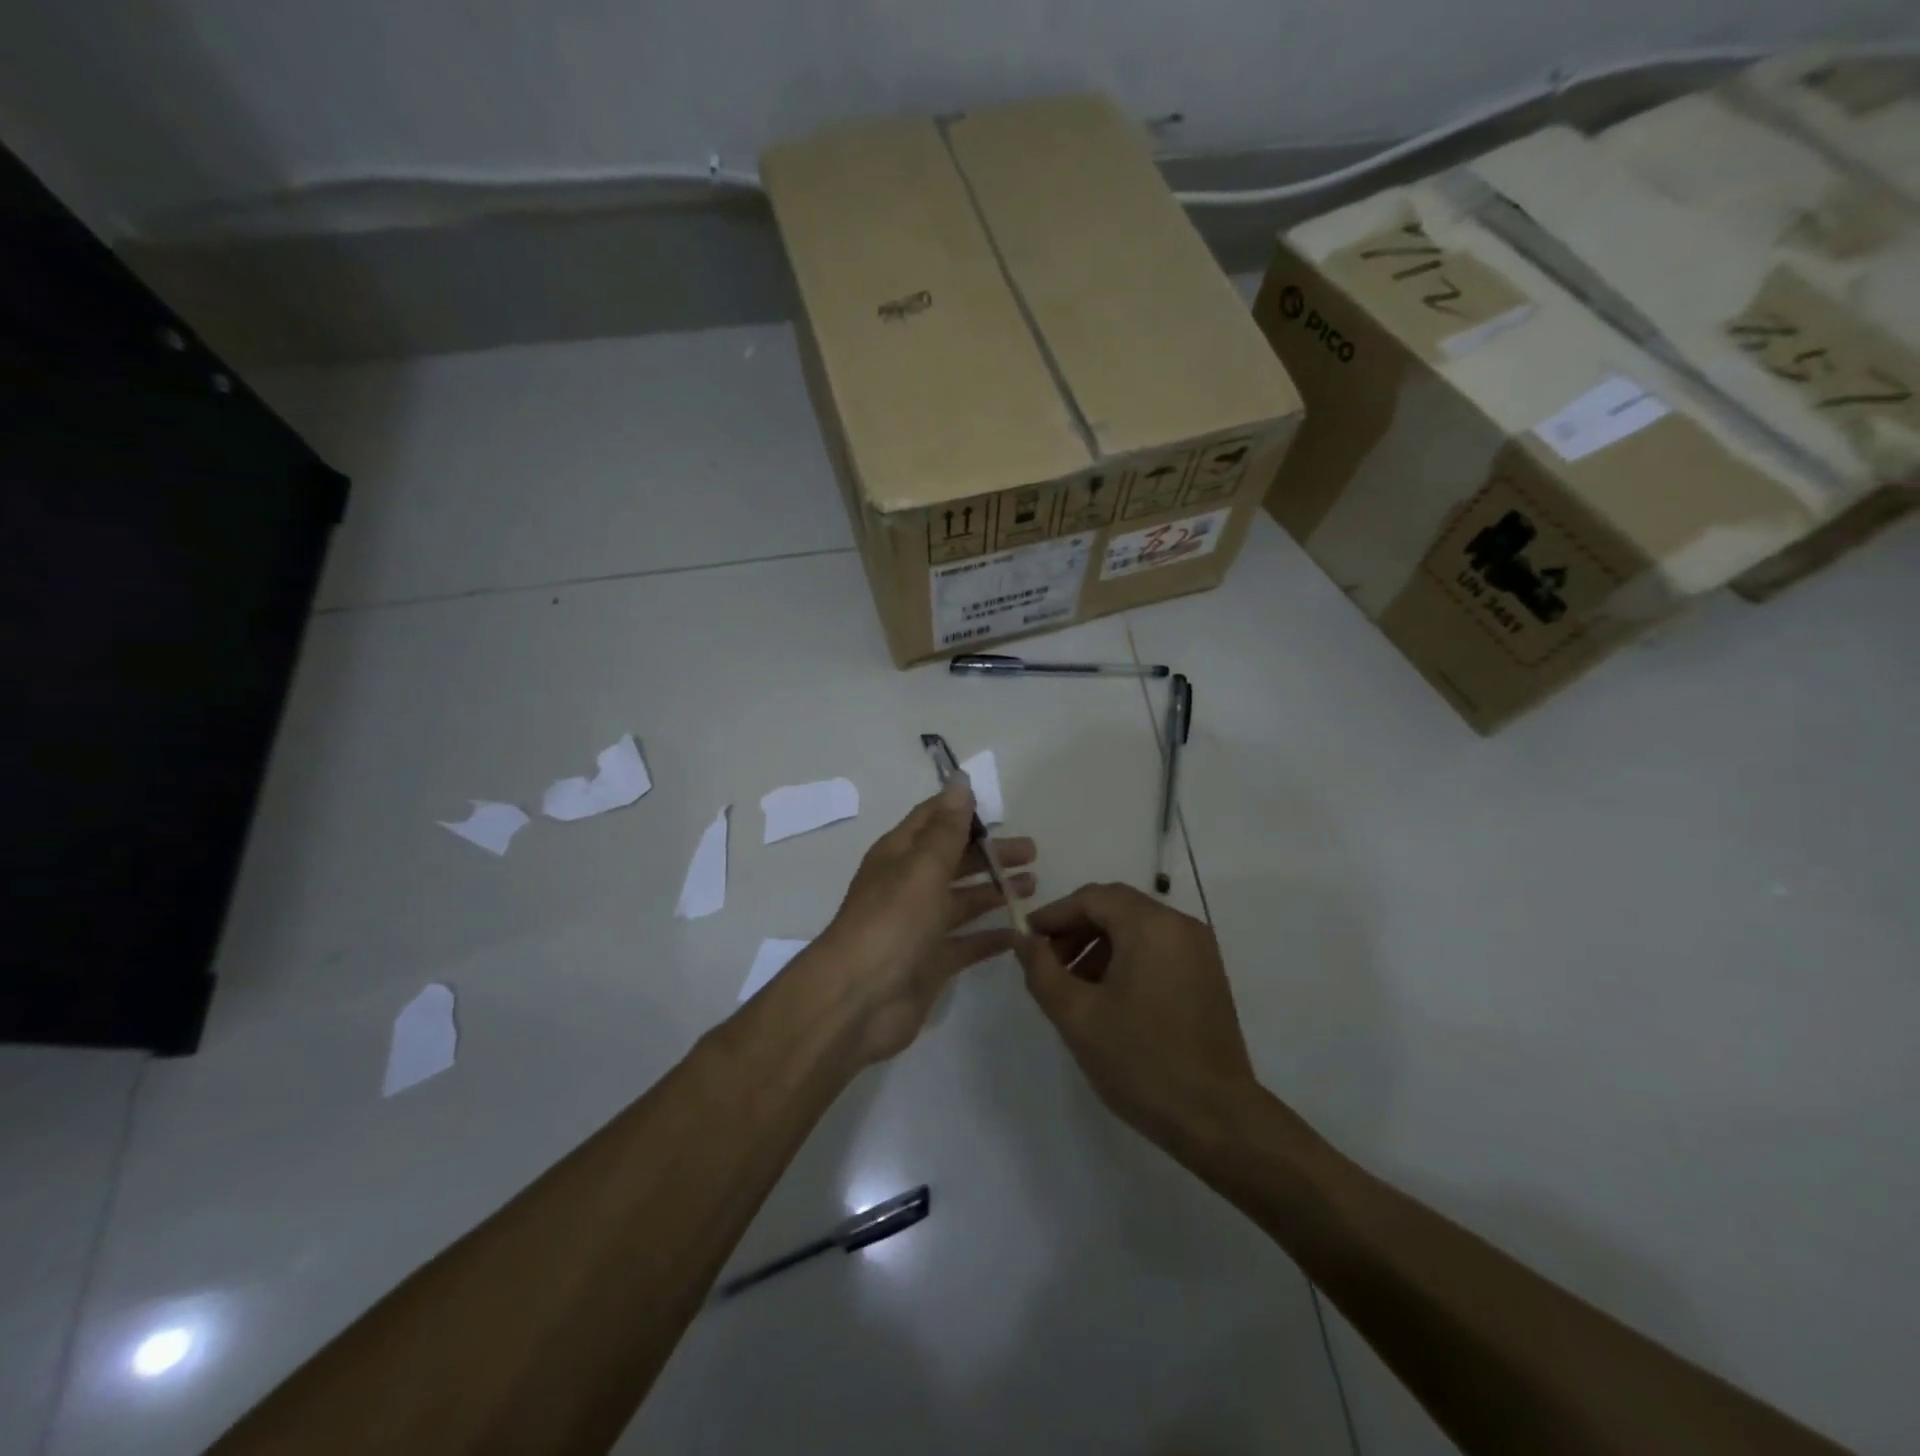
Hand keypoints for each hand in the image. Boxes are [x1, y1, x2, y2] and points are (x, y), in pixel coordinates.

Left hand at [810, 777, 1035, 1063]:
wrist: (858, 999)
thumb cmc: (892, 922)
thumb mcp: (922, 867)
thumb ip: (946, 829)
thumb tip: (959, 780)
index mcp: (899, 855)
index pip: (932, 820)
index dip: (962, 810)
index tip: (1000, 807)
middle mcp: (908, 886)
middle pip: (954, 860)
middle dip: (990, 853)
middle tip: (1032, 852)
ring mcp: (919, 926)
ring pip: (963, 901)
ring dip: (994, 891)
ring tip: (1034, 885)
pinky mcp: (931, 962)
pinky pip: (967, 943)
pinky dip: (990, 936)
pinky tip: (1019, 933)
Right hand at [1016, 883, 1257, 1144]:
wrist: (1217, 1119)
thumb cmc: (1140, 1061)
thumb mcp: (1077, 1016)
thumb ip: (1042, 970)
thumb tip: (1023, 939)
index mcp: (1150, 926)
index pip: (1091, 898)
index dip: (1054, 914)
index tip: (1027, 940)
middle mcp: (1179, 925)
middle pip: (1115, 907)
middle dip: (1075, 929)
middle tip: (1047, 963)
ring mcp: (1199, 949)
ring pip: (1136, 927)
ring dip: (1099, 944)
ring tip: (1073, 986)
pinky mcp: (1207, 974)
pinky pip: (1157, 947)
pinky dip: (1126, 958)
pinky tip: (1107, 996)